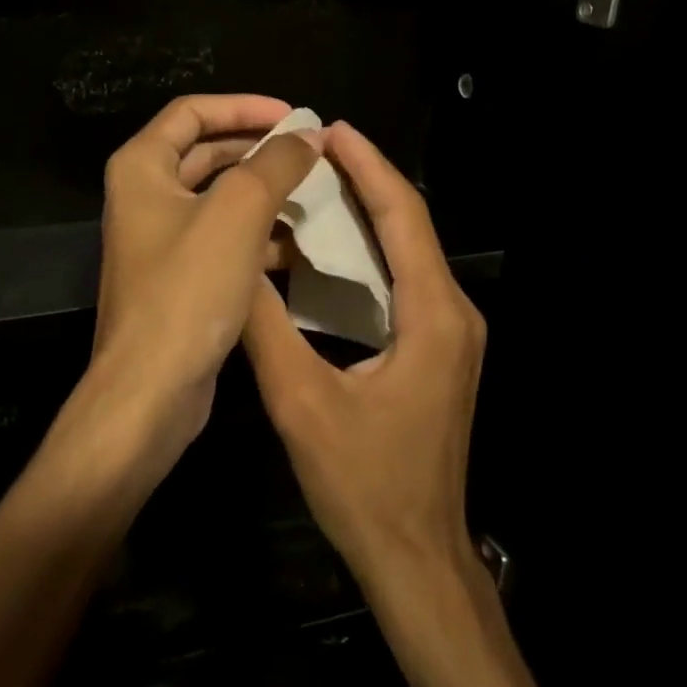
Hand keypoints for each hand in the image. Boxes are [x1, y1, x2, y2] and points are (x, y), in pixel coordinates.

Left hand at [71, 94, 321, 479]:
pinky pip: (221, 238)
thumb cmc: (187, 289)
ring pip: (218, 199)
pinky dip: (255, 234)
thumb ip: (275, 164)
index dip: (244, 106)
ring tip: (313, 195)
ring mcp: (159, 239)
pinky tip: (297, 246)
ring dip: (262, 193)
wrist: (150, 390)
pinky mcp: (178, 277)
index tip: (294, 117)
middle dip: (258, 149)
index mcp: (142, 167)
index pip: (192, 112)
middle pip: (205, 152)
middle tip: (309, 154)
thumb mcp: (238, 213)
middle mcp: (143, 196)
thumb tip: (308, 135)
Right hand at [243, 121, 486, 589]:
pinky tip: (329, 252)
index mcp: (433, 315)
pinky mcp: (437, 354)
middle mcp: (453, 314)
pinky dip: (368, 255)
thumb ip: (265, 328)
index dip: (368, 166)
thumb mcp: (300, 401)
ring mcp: (450, 336)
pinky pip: (404, 284)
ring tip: (315, 186)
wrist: (415, 557)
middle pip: (410, 227)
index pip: (403, 217)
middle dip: (367, 181)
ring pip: (408, 254)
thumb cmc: (362, 482)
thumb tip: (234, 268)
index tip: (331, 129)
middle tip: (314, 150)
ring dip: (367, 215)